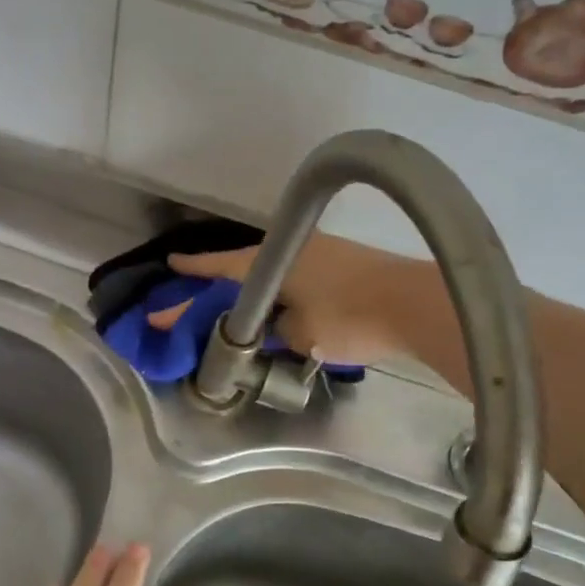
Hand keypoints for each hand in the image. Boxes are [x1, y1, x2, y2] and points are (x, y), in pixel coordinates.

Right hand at [149, 233, 430, 365]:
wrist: (415, 305)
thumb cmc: (349, 318)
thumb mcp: (301, 335)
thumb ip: (279, 330)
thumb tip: (279, 325)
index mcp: (272, 263)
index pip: (220, 267)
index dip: (193, 272)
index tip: (169, 266)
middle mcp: (291, 249)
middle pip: (243, 267)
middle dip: (217, 284)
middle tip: (193, 298)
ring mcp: (320, 252)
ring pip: (271, 272)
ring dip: (251, 289)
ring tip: (235, 308)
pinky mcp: (343, 264)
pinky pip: (295, 276)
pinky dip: (279, 291)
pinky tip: (279, 307)